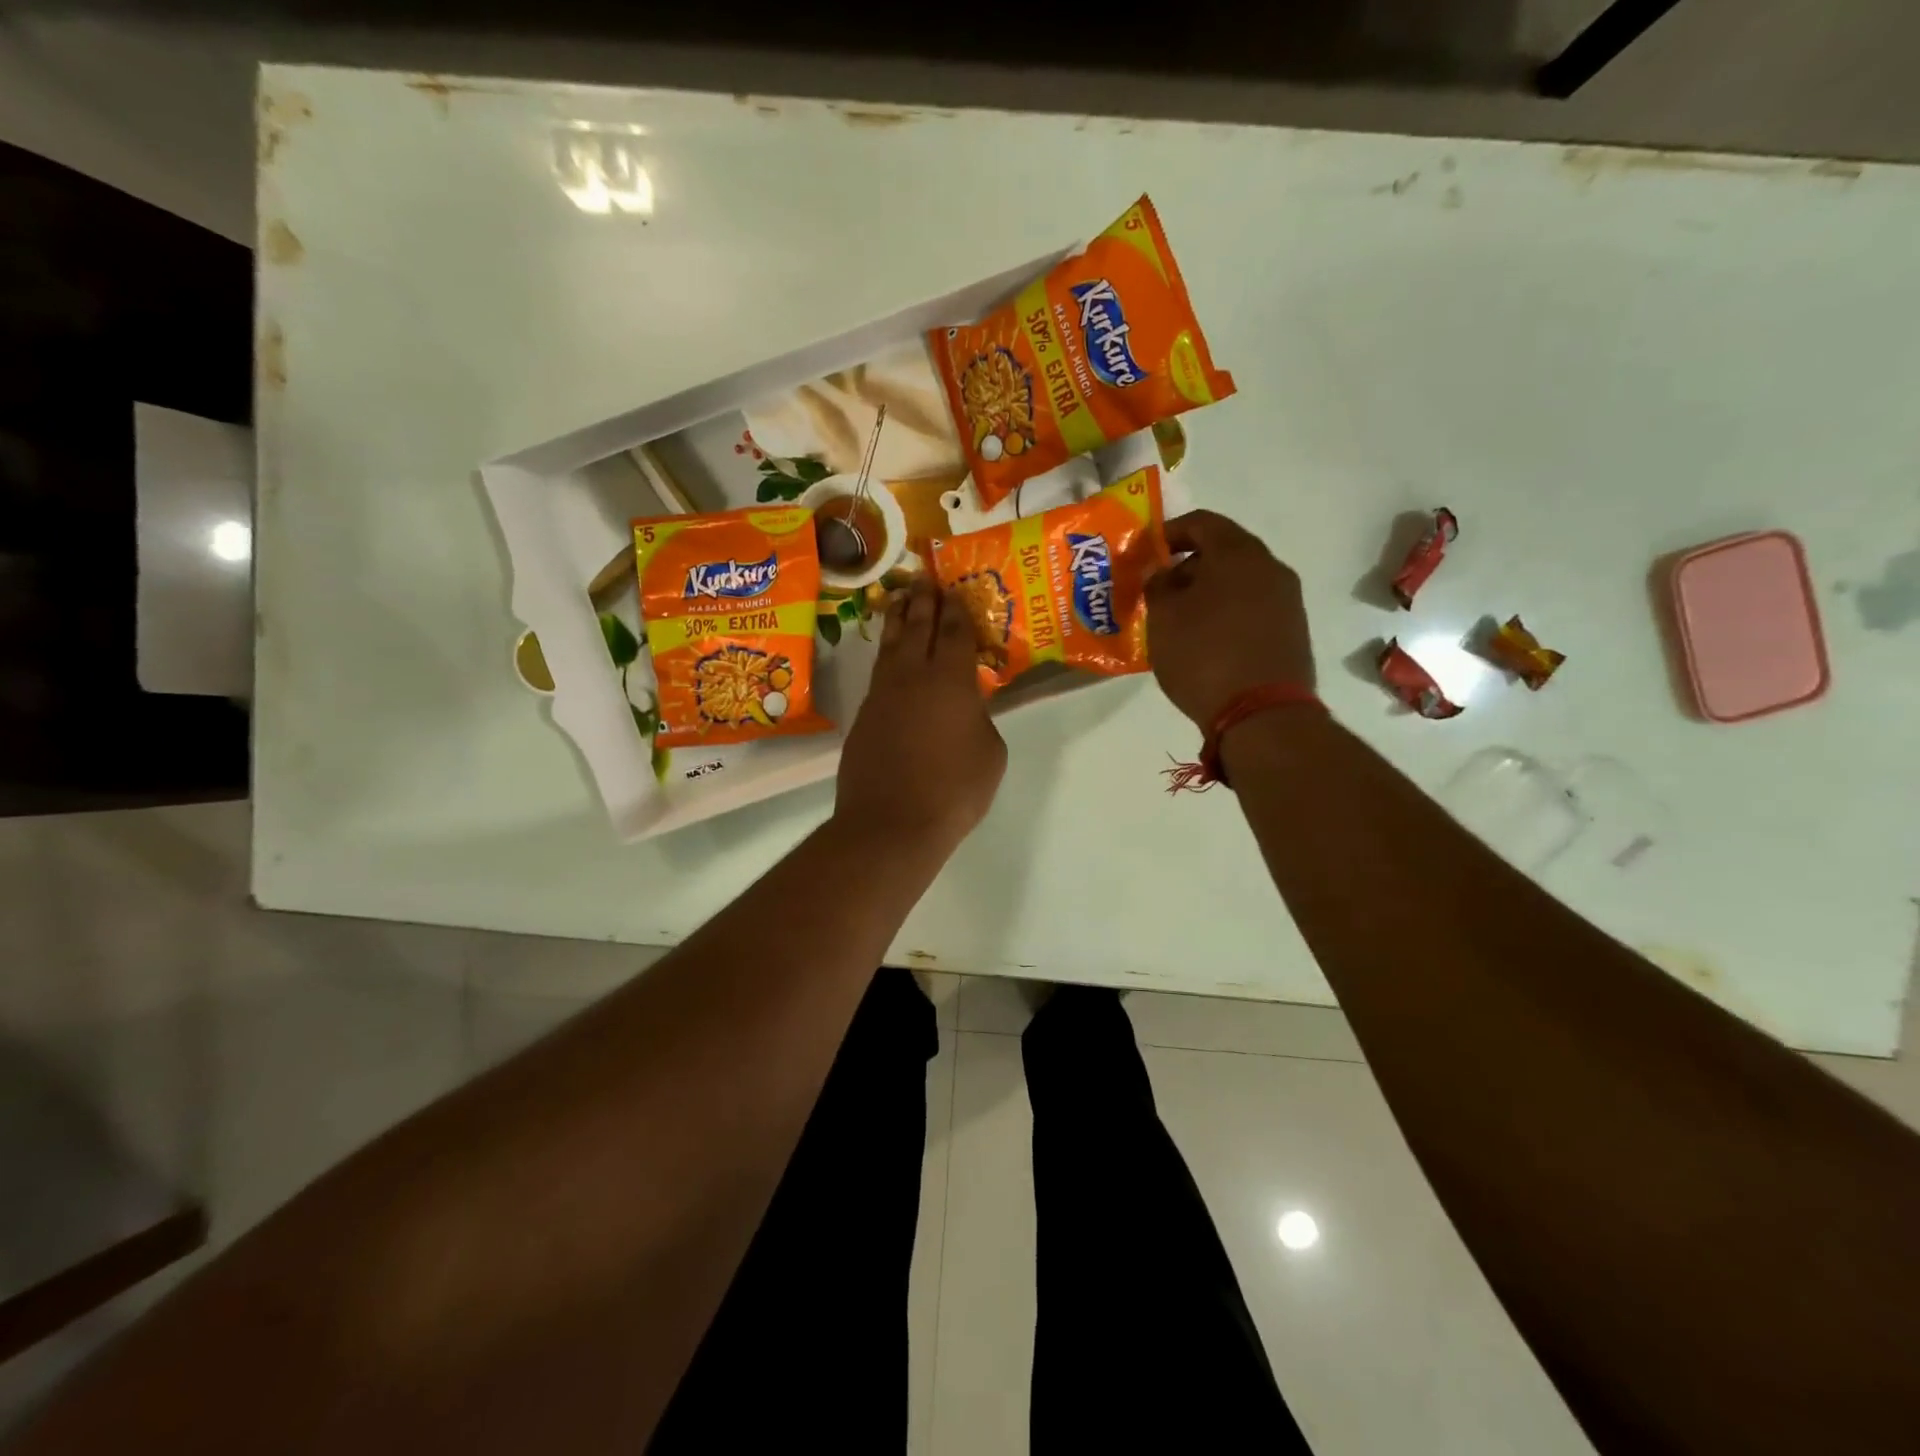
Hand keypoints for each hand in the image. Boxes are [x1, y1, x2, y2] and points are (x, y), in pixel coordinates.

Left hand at [833, 576, 1006, 853]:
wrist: (890, 823)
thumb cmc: (953, 790)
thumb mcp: (990, 754)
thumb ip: (980, 720)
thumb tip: (967, 711)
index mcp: (952, 680)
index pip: (955, 632)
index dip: (956, 609)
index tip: (954, 589)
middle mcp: (913, 676)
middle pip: (917, 627)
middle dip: (923, 600)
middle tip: (924, 578)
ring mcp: (883, 694)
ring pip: (890, 645)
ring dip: (897, 619)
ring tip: (899, 600)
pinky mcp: (863, 716)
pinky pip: (878, 673)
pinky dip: (885, 655)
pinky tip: (889, 657)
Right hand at [1146, 510, 1314, 727]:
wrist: (1262, 714)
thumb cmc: (1204, 655)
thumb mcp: (1163, 618)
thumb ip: (1157, 585)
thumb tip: (1163, 573)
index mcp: (1238, 553)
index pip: (1202, 522)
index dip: (1169, 533)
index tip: (1147, 554)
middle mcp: (1270, 567)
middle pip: (1225, 551)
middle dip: (1189, 566)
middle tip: (1160, 590)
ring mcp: (1288, 600)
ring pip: (1240, 581)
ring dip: (1209, 592)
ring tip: (1180, 620)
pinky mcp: (1293, 631)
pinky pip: (1253, 608)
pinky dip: (1227, 613)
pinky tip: (1207, 641)